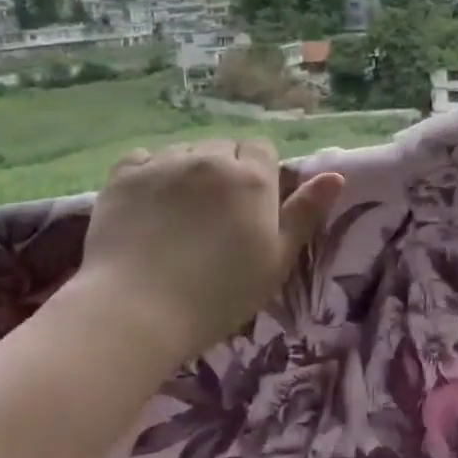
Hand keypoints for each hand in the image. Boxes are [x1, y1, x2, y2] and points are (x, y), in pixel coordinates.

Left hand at [71, 138, 344, 363]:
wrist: (136, 312)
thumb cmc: (218, 294)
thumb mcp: (277, 260)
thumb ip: (305, 214)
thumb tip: (335, 176)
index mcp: (252, 178)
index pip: (261, 148)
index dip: (259, 172)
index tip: (250, 205)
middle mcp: (210, 160)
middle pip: (222, 146)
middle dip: (223, 169)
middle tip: (215, 213)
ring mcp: (163, 165)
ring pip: (184, 151)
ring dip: (187, 170)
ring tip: (179, 210)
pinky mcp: (122, 178)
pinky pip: (142, 158)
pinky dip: (148, 172)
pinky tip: (148, 202)